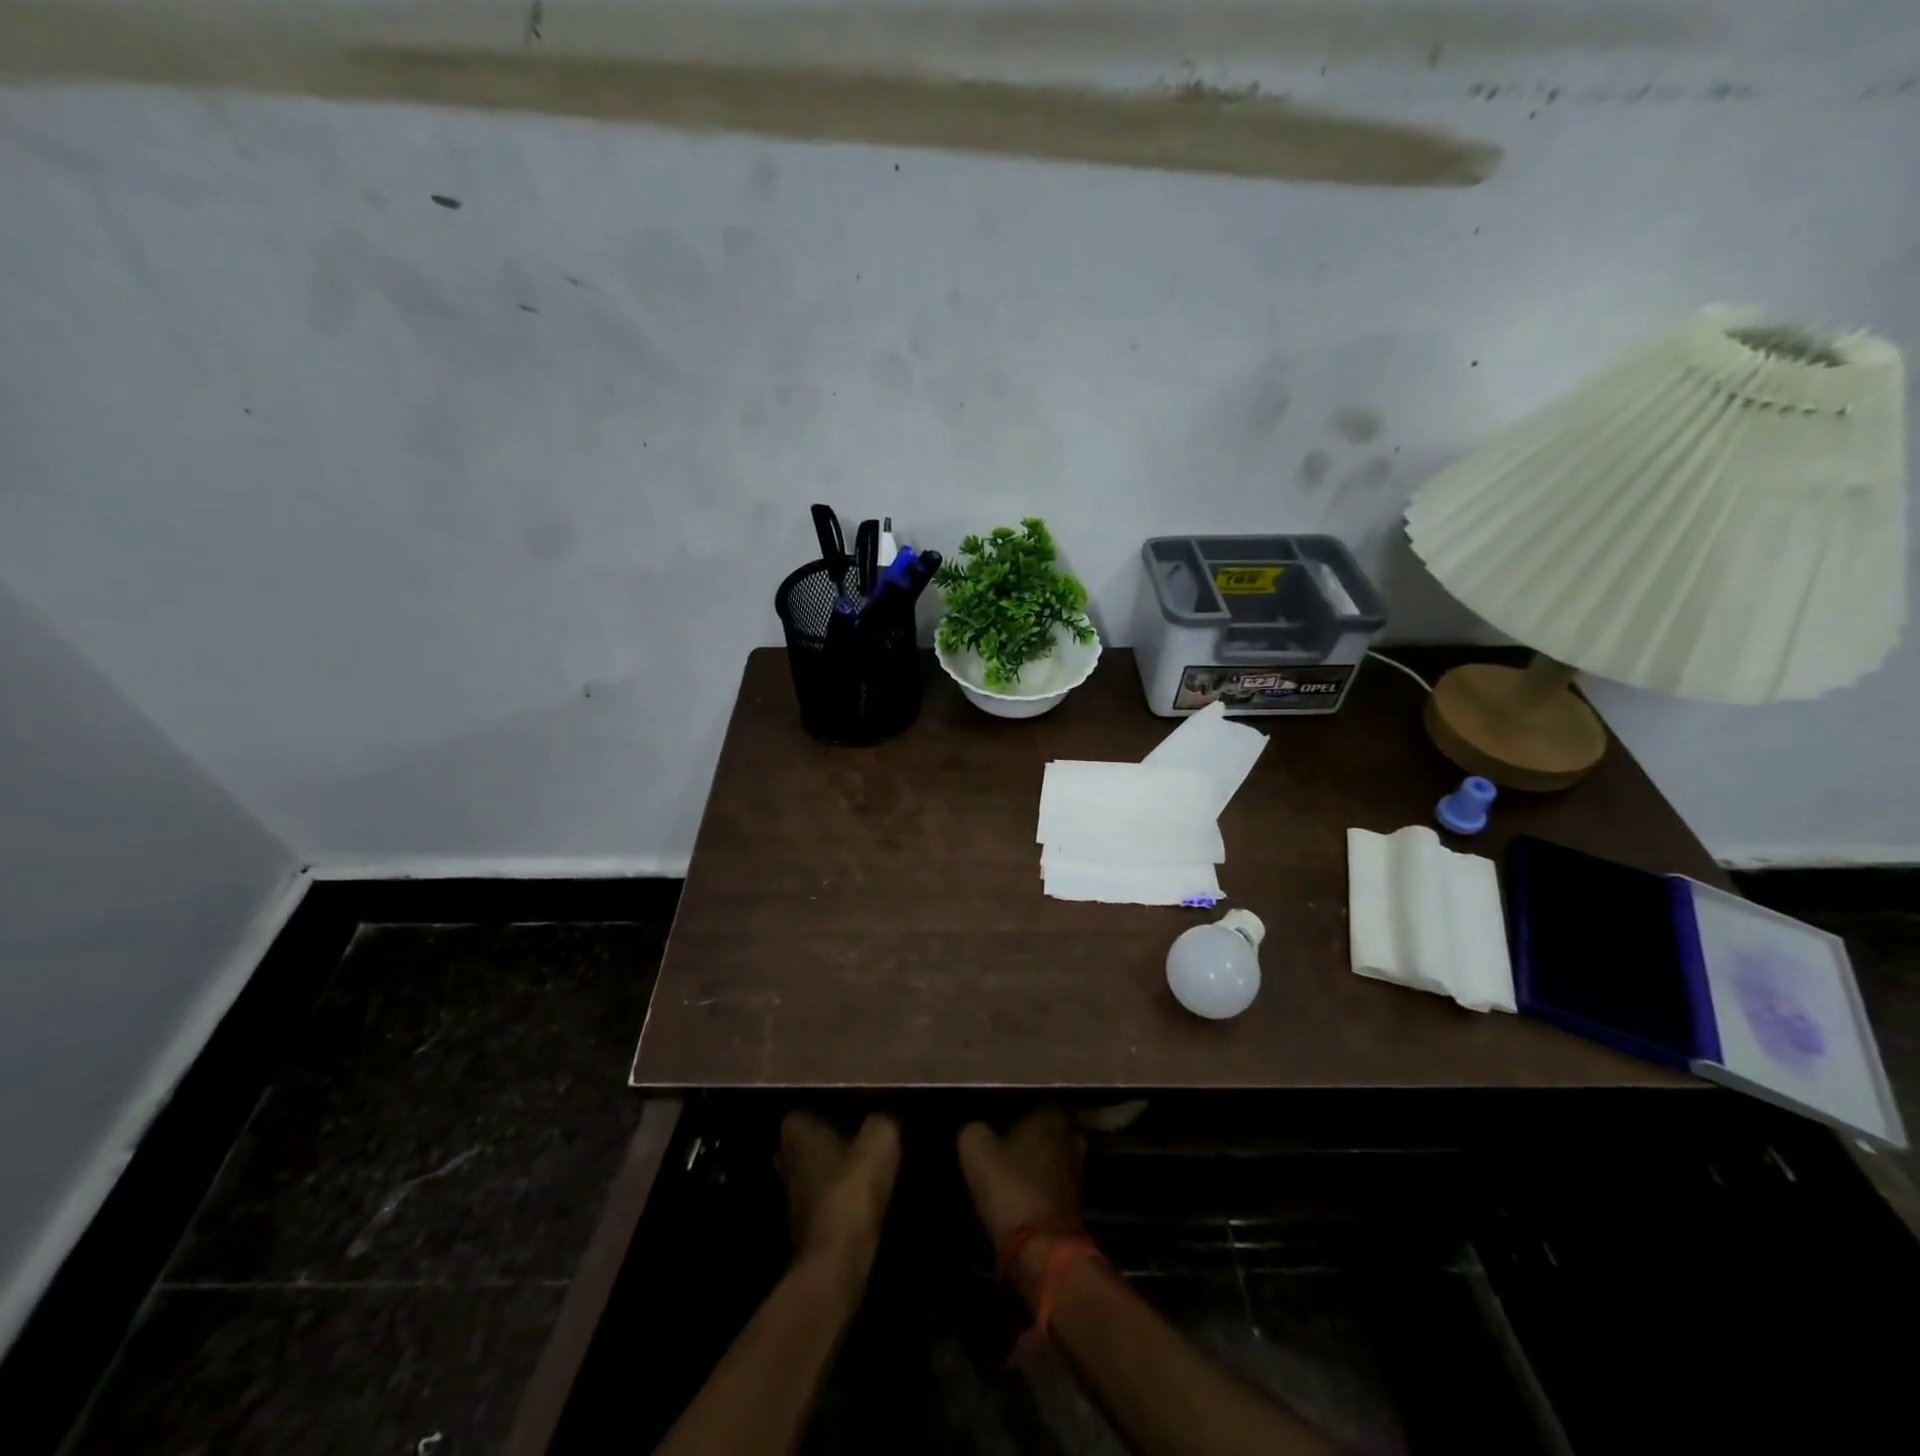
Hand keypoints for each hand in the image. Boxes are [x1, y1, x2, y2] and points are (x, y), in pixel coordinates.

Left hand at [778, 1111, 900, 1273]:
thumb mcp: (881, 1139)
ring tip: (872, 1161)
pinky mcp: (803, 1222)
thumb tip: (886, 1113)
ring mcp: (790, 1192)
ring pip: (818, 1166)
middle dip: (836, 1135)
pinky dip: (840, 1192)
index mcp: (795, 1129)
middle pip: (814, 1137)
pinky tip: (864, 1193)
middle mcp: (785, 1156)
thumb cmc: (852, 1188)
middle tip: (869, 1132)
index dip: (837, 1104)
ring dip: (838, 1166)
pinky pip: (824, 1194)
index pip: (813, 1104)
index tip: (862, 1107)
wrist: (837, 1260)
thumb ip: (882, 1118)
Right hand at [957, 1106, 1086, 1303]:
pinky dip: (1036, 1178)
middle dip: (1022, 1127)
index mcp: (1050, 1112)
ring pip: (1047, 1149)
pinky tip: (1016, 1183)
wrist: (1042, 1251)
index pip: (1028, 1094)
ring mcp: (1076, 1166)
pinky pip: (1049, 1175)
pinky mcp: (1075, 1197)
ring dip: (1030, 1154)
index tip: (989, 1109)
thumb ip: (975, 1128)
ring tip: (1002, 1159)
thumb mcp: (975, 1149)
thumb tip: (978, 1128)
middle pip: (1040, 1122)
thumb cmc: (1010, 1187)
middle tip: (995, 1133)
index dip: (1007, 1101)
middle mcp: (1070, 1132)